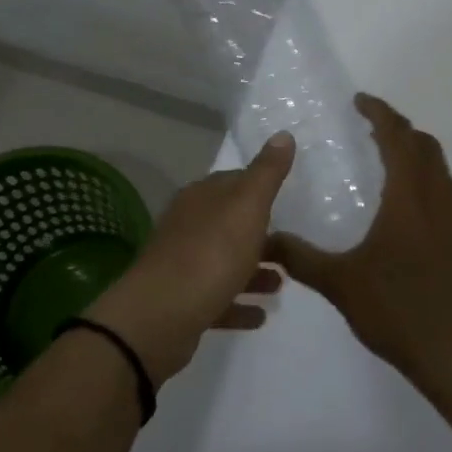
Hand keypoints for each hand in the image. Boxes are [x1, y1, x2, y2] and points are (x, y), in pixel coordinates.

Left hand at [86, 133, 293, 385]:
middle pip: (230, 223)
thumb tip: (283, 134)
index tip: (287, 199)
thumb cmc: (211, 253)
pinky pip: (218, 299)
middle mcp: (188, 226)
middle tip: (292, 245)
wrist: (160, 317)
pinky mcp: (182, 303)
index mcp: (201, 197)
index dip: (260, 188)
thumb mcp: (248, 206)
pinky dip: (239, 303)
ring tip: (283, 283)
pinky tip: (261, 315)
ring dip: (254, 271)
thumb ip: (267, 173)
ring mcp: (182, 266)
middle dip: (260, 233)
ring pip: (225, 262)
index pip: (234, 181)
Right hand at [268, 94, 451, 406]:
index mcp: (410, 196)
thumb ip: (301, 258)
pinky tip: (417, 217)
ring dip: (418, 159)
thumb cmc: (399, 311)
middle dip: (399, 130)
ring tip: (392, 169)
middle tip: (372, 131)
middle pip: (425, 146)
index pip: (397, 136)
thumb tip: (266, 240)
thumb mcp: (341, 284)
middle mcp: (442, 197)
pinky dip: (433, 189)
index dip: (380, 113)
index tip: (360, 101)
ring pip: (442, 171)